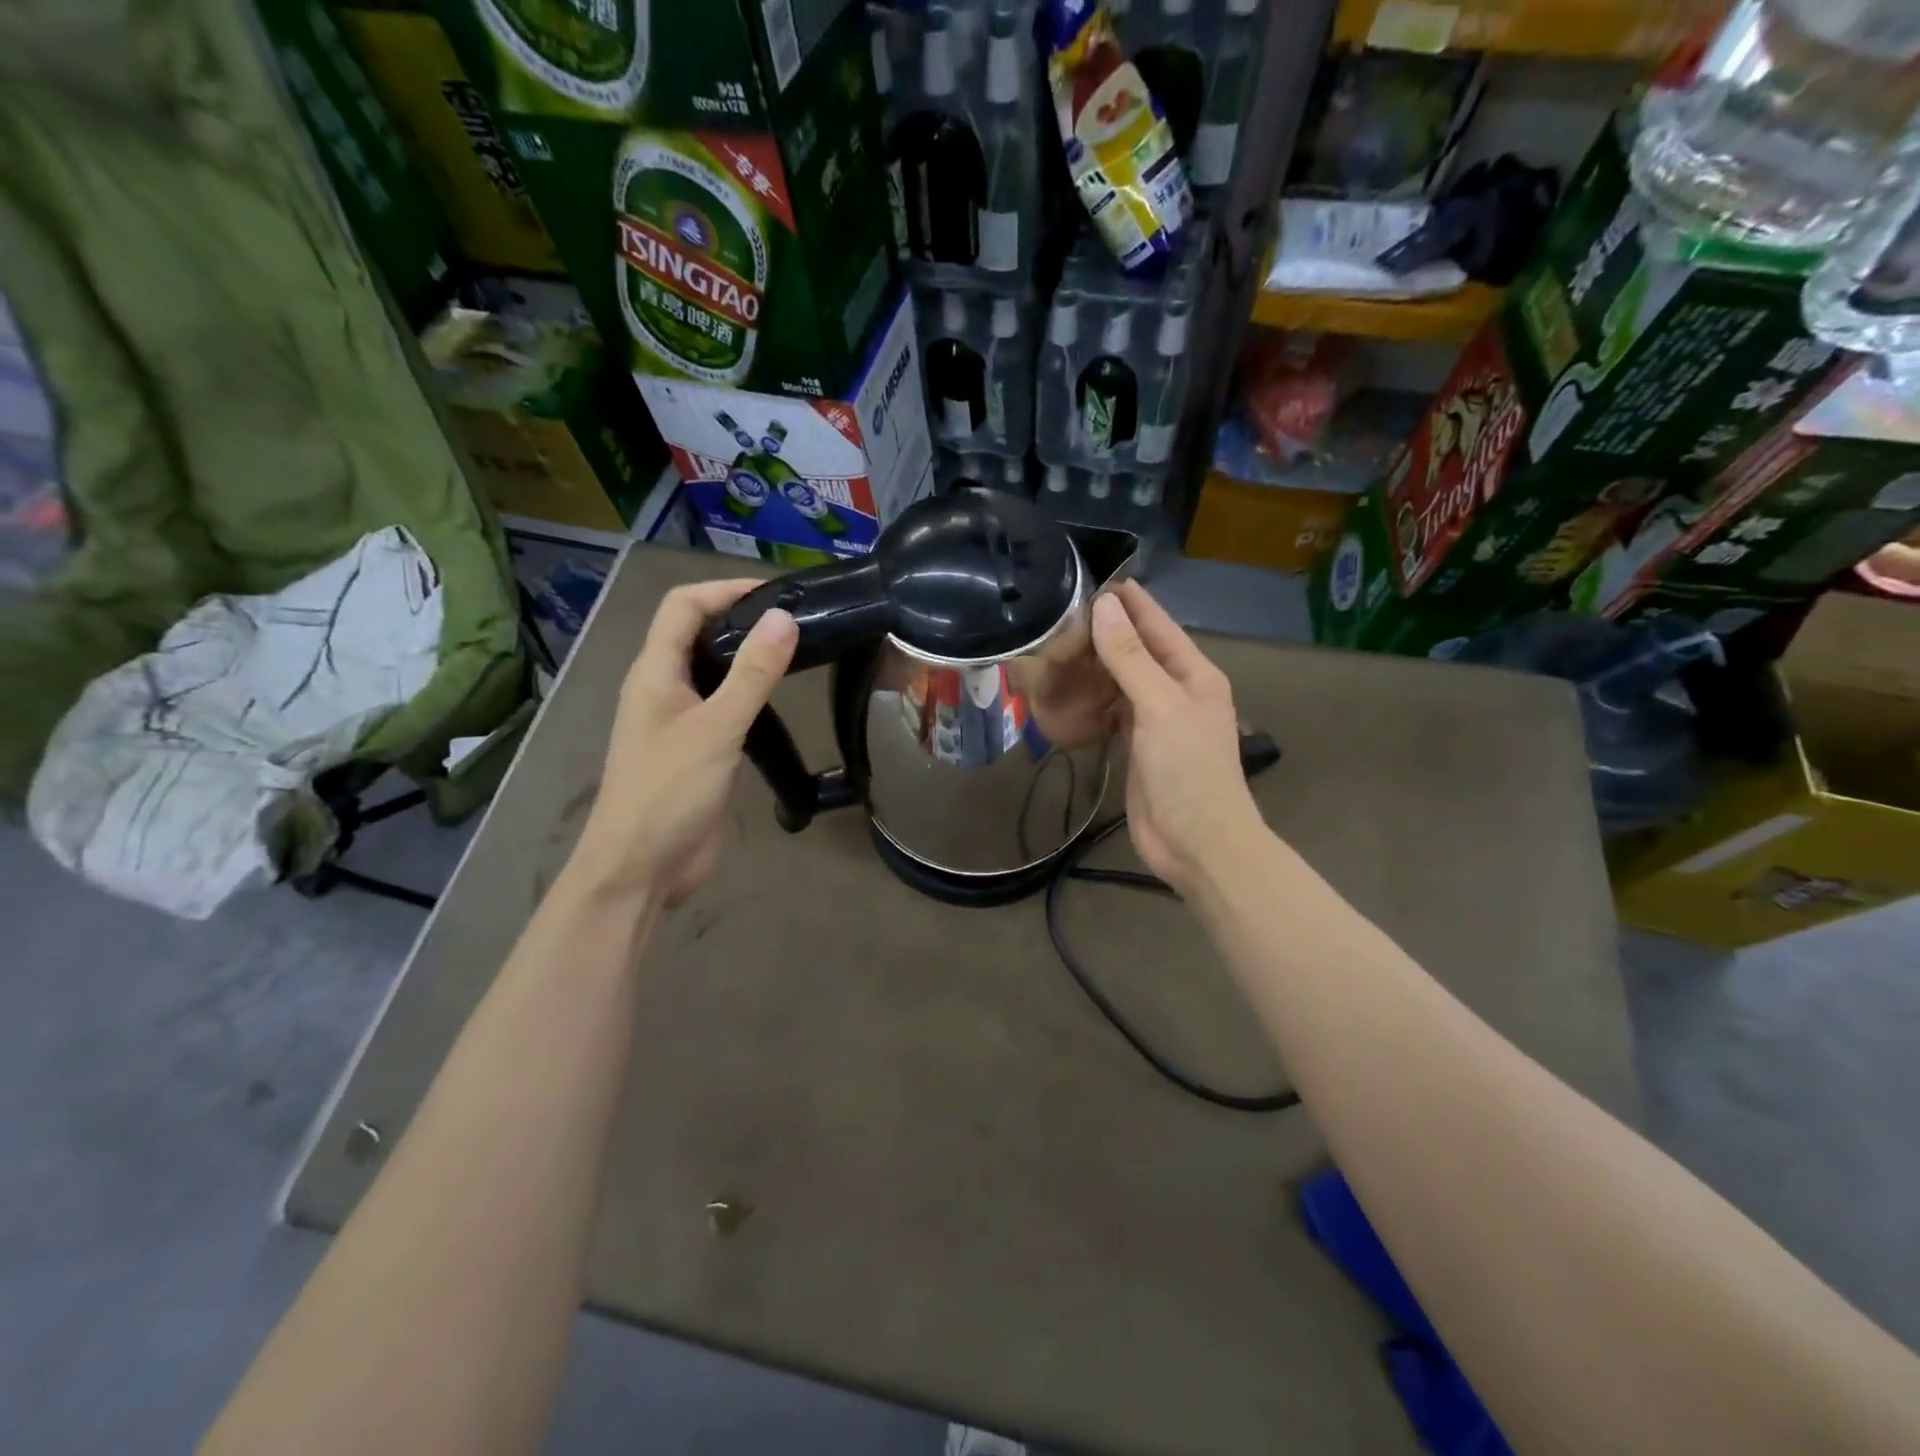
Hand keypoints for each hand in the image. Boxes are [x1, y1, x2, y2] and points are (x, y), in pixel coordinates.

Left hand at [571, 580, 796, 908]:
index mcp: (654, 672)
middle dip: (742, 618)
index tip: (778, 593)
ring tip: (798, 652)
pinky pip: (723, 706)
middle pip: (698, 632)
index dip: (725, 589)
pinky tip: (780, 701)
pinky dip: (750, 693)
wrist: (642, 867)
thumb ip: (752, 674)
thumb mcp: (716, 728)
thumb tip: (783, 617)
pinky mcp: (696, 749)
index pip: (683, 605)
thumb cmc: (669, 792)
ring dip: (748, 656)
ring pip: (713, 670)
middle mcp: (663, 687)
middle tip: (798, 621)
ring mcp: (678, 720)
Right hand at [1091, 581, 1264, 894]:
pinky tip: (1069, 689)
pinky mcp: (1138, 746)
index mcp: (1194, 674)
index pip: (1159, 626)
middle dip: (1106, 632)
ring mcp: (1158, 721)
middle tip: (1061, 614)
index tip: (1096, 578)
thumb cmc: (1187, 770)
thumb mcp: (1159, 706)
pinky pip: (1113, 711)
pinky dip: (1093, 699)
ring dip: (1096, 665)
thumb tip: (1104, 608)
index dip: (1131, 602)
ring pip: (1123, 681)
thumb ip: (1130, 658)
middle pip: (1139, 652)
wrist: (1196, 842)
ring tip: (1058, 645)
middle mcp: (1178, 691)